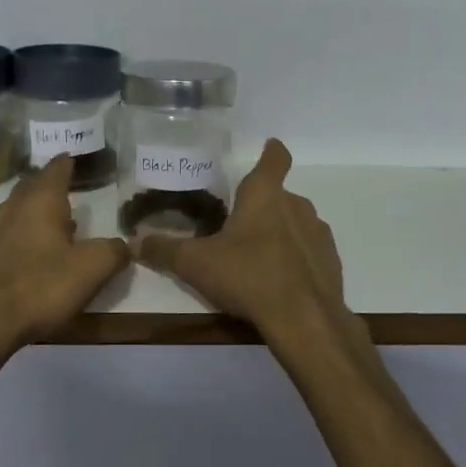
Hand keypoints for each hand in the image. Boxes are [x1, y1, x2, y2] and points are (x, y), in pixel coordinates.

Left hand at [0, 154, 130, 348]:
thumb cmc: (40, 288)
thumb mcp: (91, 270)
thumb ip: (113, 252)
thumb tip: (125, 243)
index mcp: (41, 203)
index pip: (55, 172)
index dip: (65, 164)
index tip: (70, 157)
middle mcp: (10, 210)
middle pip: (29, 188)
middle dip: (45, 186)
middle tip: (60, 190)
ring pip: (11, 214)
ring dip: (29, 215)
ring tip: (46, 227)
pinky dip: (12, 240)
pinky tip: (19, 259)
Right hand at [133, 140, 349, 340]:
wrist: (304, 319)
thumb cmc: (247, 276)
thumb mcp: (196, 264)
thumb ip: (164, 251)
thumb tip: (134, 242)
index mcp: (264, 196)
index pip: (274, 159)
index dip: (271, 151)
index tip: (269, 147)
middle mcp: (296, 206)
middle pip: (281, 196)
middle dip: (262, 207)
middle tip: (239, 226)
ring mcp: (318, 234)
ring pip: (297, 224)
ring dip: (281, 233)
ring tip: (258, 257)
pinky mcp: (331, 262)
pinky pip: (310, 252)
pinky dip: (297, 259)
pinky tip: (280, 282)